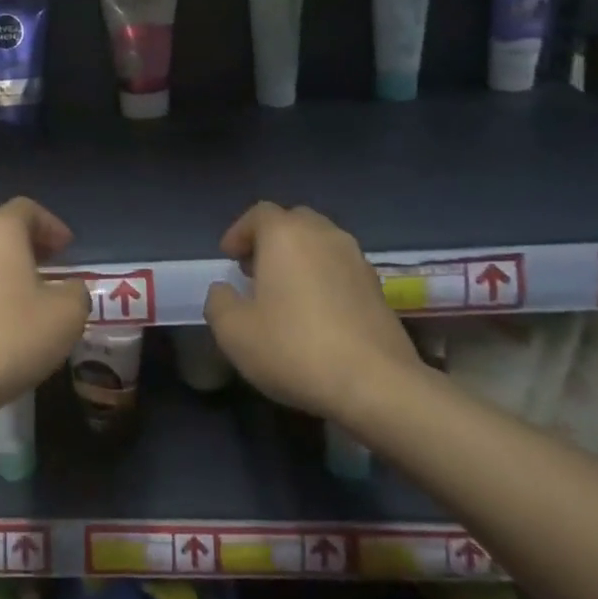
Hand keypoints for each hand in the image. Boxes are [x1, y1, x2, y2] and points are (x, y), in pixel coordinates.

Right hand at [203, 202, 422, 428]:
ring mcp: (357, 260)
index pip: (259, 214)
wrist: (376, 385)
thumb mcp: (233, 332)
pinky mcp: (378, 288)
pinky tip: (315, 312)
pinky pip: (341, 268)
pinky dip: (323, 278)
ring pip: (320, 244)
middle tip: (254, 270)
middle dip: (270, 240)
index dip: (239, 232)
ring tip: (284, 292)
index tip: (228, 258)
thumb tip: (223, 290)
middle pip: (293, 222)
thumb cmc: (294, 348)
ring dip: (299, 259)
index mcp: (286, 235)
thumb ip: (218, 302)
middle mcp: (324, 236)